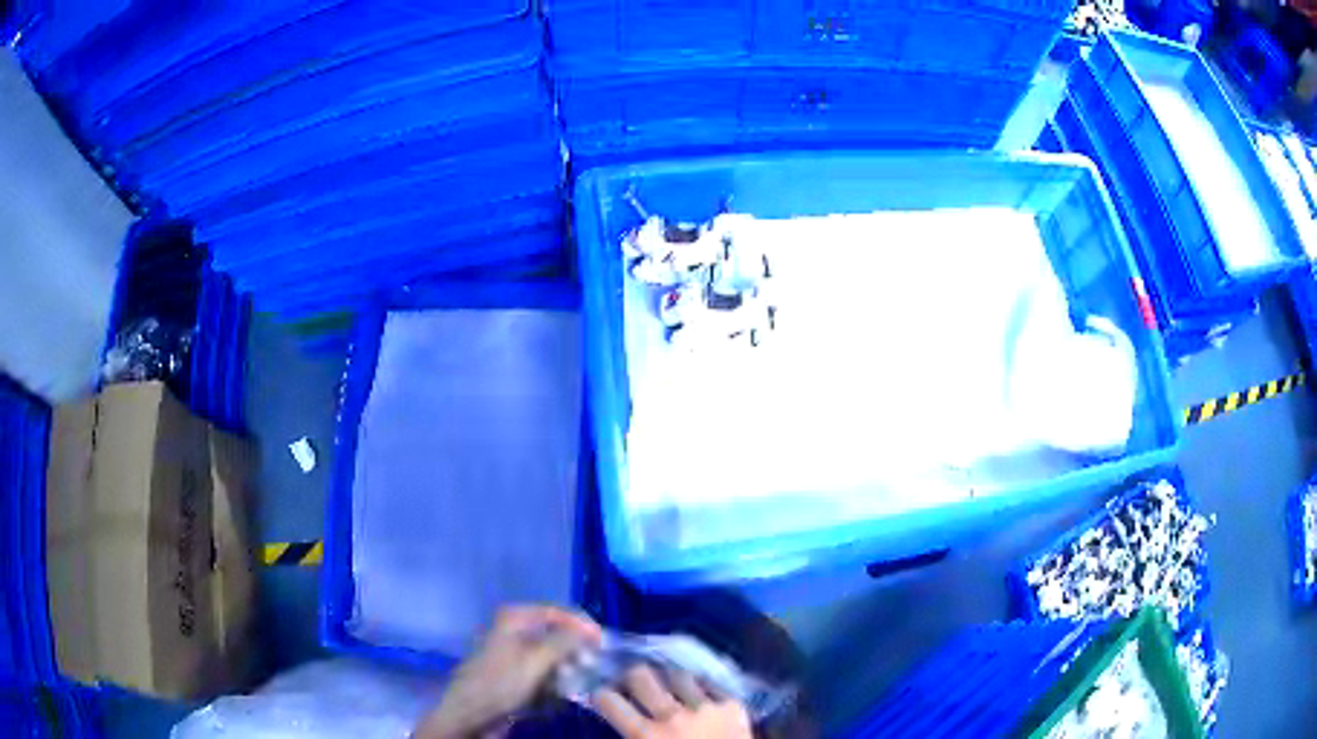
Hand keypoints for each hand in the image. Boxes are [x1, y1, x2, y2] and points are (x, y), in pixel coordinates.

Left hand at [414, 605, 602, 738]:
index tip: (604, 644)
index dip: (583, 626)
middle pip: (556, 632)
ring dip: (567, 666)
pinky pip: (543, 670)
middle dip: (576, 649)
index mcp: (515, 617)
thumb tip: (589, 631)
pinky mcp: (515, 672)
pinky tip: (563, 689)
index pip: (559, 612)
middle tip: (594, 664)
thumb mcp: (536, 660)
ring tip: (580, 679)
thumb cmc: (501, 683)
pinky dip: (555, 677)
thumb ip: (565, 641)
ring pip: (552, 653)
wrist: (470, 713)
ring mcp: (514, 651)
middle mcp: (514, 628)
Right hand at [593, 665, 753, 738]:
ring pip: (677, 675)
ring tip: (669, 687)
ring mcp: (705, 707)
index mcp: (645, 736)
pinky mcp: (733, 706)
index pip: (609, 701)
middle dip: (633, 678)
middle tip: (633, 685)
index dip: (603, 696)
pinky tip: (699, 695)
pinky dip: (702, 688)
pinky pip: (711, 684)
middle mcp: (671, 716)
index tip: (606, 697)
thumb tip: (623, 726)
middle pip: (641, 676)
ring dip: (669, 681)